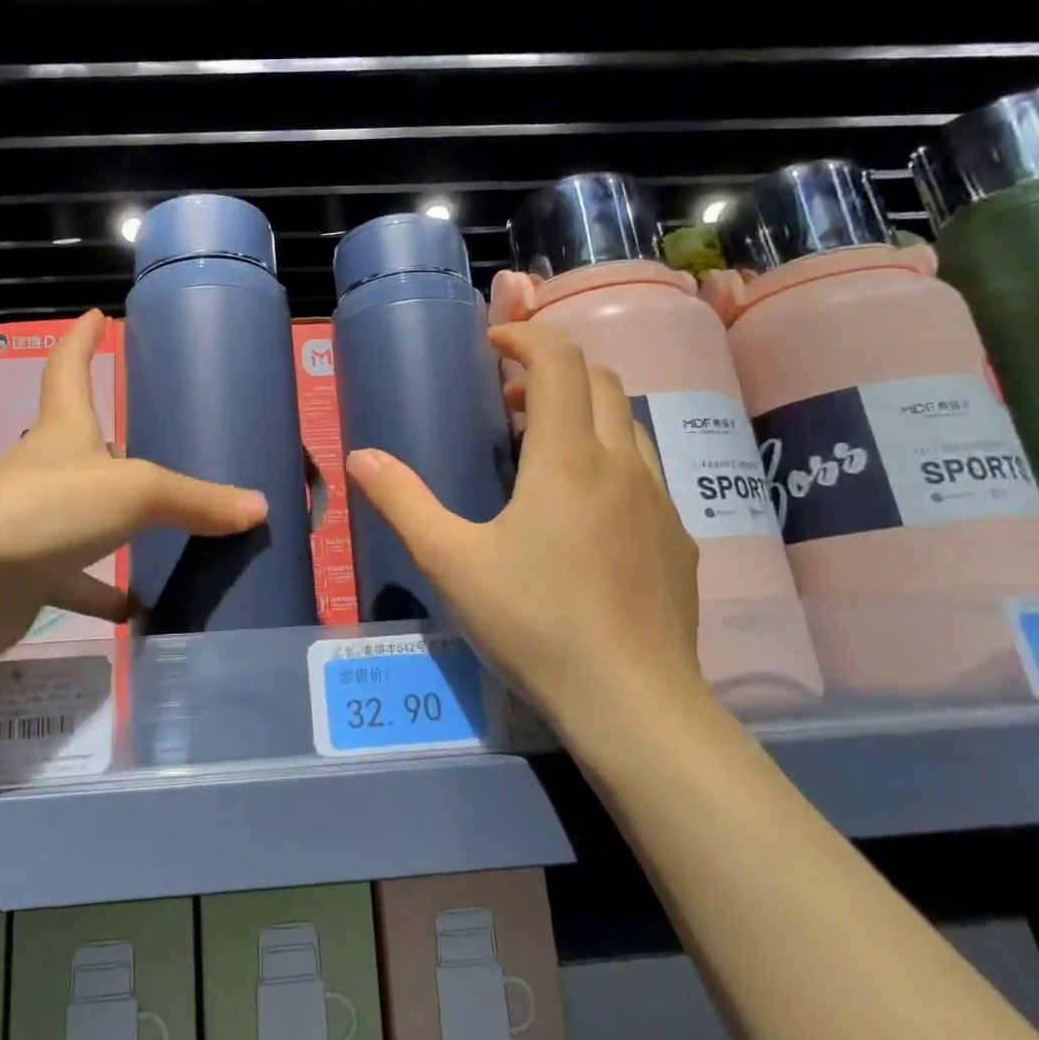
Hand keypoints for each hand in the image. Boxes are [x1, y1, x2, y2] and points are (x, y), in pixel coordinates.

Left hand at [0, 310, 266, 659]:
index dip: (82, 339)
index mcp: (64, 431)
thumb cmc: (46, 510)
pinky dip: (104, 594)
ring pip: (84, 516)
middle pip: (79, 442)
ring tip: (166, 531)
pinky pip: (75, 582)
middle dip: (110, 438)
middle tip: (153, 437)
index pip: (69, 368)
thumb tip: (259, 507)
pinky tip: (138, 609)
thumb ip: (197, 500)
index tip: (96, 314)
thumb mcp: (134, 493)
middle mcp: (45, 470)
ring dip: (117, 524)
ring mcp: (33, 524)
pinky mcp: (27, 574)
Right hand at [344, 321, 704, 758]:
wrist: (634, 703)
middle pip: (599, 380)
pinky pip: (645, 472)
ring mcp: (660, 501)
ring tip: (542, 448)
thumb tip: (360, 456)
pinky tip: (583, 511)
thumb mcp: (450, 561)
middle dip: (552, 370)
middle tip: (509, 400)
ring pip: (628, 423)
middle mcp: (622, 463)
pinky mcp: (679, 539)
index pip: (559, 361)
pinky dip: (609, 458)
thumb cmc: (534, 622)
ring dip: (583, 413)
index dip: (525, 336)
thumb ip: (403, 502)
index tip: (493, 343)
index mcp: (567, 458)